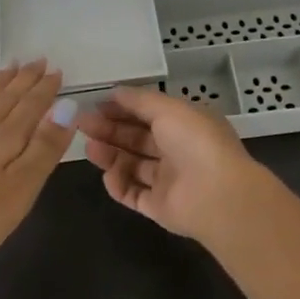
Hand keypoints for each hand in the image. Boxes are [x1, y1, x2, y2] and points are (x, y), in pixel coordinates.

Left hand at [0, 60, 78, 272]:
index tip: (55, 68)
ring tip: (5, 70)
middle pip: (6, 99)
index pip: (31, 105)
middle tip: (34, 59)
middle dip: (22, 80)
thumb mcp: (24, 184)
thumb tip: (66, 106)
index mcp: (6, 137)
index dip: (44, 88)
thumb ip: (45, 146)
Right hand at [77, 85, 272, 242]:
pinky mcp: (160, 207)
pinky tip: (107, 175)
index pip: (149, 114)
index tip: (95, 105)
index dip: (122, 109)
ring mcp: (169, 180)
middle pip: (137, 139)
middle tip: (82, 125)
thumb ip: (140, 100)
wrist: (217, 195)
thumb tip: (115, 91)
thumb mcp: (168, 109)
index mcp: (185, 124)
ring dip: (111, 155)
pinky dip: (119, 185)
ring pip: (133, 165)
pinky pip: (134, 194)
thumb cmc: (195, 142)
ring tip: (89, 148)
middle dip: (110, 130)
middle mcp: (178, 151)